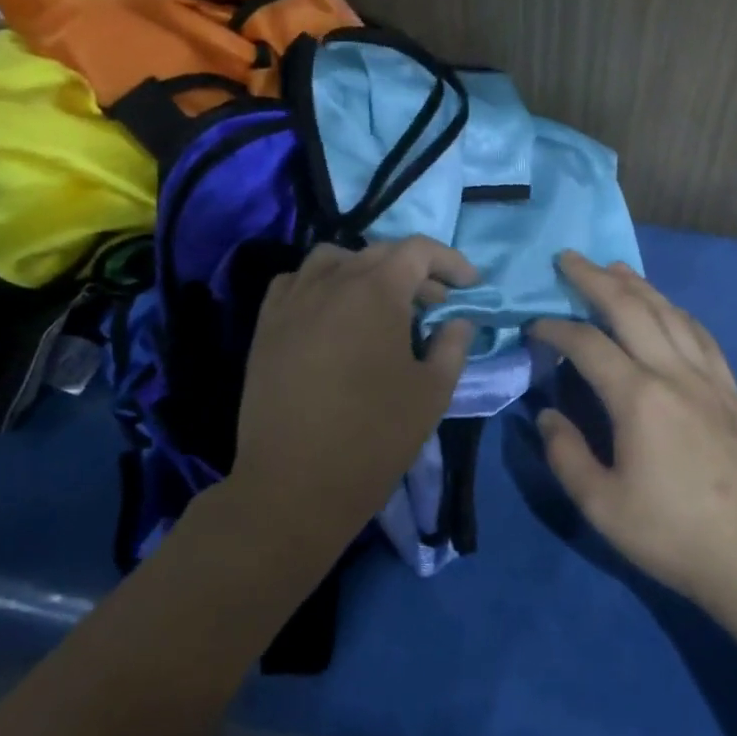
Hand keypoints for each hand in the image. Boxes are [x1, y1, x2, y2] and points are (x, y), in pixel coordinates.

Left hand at [234, 238, 476, 536]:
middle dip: (416, 271)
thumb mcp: (432, 392)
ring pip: (333, 259)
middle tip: (437, 305)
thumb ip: (452, 346)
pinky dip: (323, 284)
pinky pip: (296, 282)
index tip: (470, 285)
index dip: (451, 261)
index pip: (418, 251)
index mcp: (376, 292)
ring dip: (365, 270)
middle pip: (379, 252)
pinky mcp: (266, 326)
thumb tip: (458, 321)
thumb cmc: (374, 437)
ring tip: (381, 304)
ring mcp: (292, 301)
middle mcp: (331, 282)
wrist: (294, 485)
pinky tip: (333, 315)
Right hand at [532, 252, 736, 616]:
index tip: (533, 324)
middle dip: (596, 279)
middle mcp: (675, 373)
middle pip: (632, 309)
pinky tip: (669, 309)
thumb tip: (547, 414)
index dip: (556, 328)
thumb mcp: (602, 505)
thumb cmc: (672, 534)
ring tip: (614, 268)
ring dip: (639, 286)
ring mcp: (709, 379)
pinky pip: (701, 335)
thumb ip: (566, 454)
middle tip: (569, 258)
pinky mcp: (731, 392)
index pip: (588, 344)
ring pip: (671, 314)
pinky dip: (677, 311)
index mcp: (639, 398)